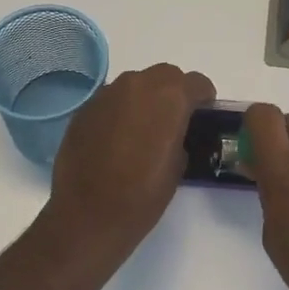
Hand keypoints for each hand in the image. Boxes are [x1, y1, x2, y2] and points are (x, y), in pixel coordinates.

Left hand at [46, 64, 216, 263]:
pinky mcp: (84, 109)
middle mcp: (137, 85)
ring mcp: (106, 94)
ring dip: (144, 98)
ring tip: (143, 129)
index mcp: (169, 97)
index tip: (203, 114)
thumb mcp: (178, 166)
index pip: (196, 83)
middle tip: (174, 119)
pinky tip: (116, 138)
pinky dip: (119, 111)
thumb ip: (180, 136)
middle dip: (173, 92)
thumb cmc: (142, 195)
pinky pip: (110, 100)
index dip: (203, 98)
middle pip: (164, 75)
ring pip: (135, 84)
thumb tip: (173, 132)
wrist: (88, 214)